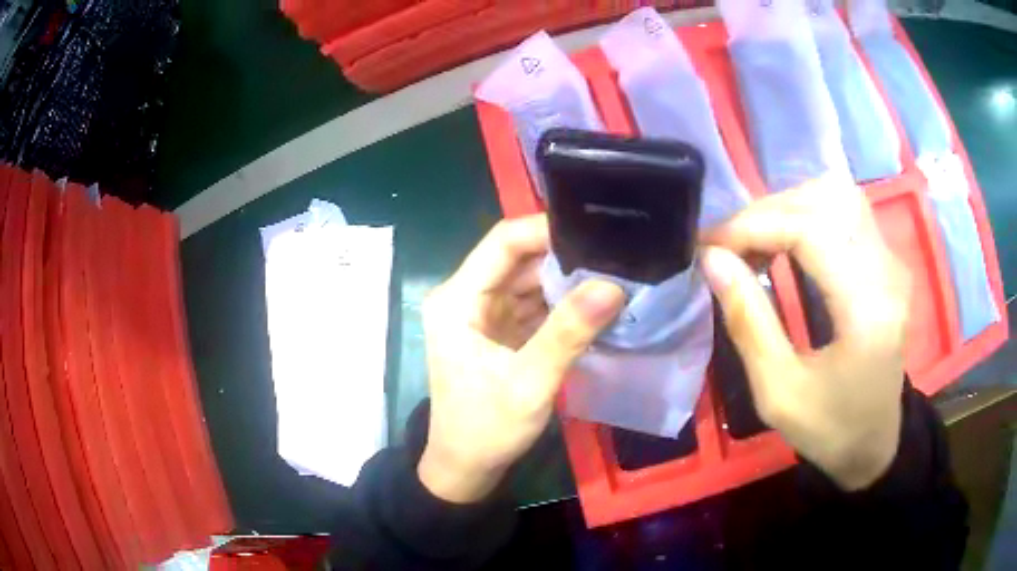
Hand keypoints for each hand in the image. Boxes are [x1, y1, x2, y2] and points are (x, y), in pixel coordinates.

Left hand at [419, 215, 624, 502]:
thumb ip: (568, 333)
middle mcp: (466, 297)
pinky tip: (595, 303)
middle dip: (565, 255)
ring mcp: (483, 314)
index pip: (503, 242)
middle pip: (518, 258)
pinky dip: (561, 303)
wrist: (465, 467)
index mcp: (458, 300)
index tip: (595, 230)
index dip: (546, 230)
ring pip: (528, 279)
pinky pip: (533, 303)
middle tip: (615, 255)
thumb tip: (612, 285)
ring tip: (614, 273)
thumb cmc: (486, 429)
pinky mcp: (498, 331)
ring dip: (566, 280)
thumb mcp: (529, 384)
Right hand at [702, 178, 911, 489]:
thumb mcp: (778, 393)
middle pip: (825, 200)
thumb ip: (747, 322)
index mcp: (867, 311)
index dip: (755, 226)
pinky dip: (808, 214)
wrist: (875, 442)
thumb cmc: (830, 430)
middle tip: (730, 245)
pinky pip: (846, 211)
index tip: (711, 245)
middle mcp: (887, 272)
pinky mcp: (888, 262)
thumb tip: (713, 259)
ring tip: (756, 239)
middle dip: (767, 212)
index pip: (811, 231)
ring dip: (788, 207)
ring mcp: (892, 262)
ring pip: (837, 195)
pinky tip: (786, 241)